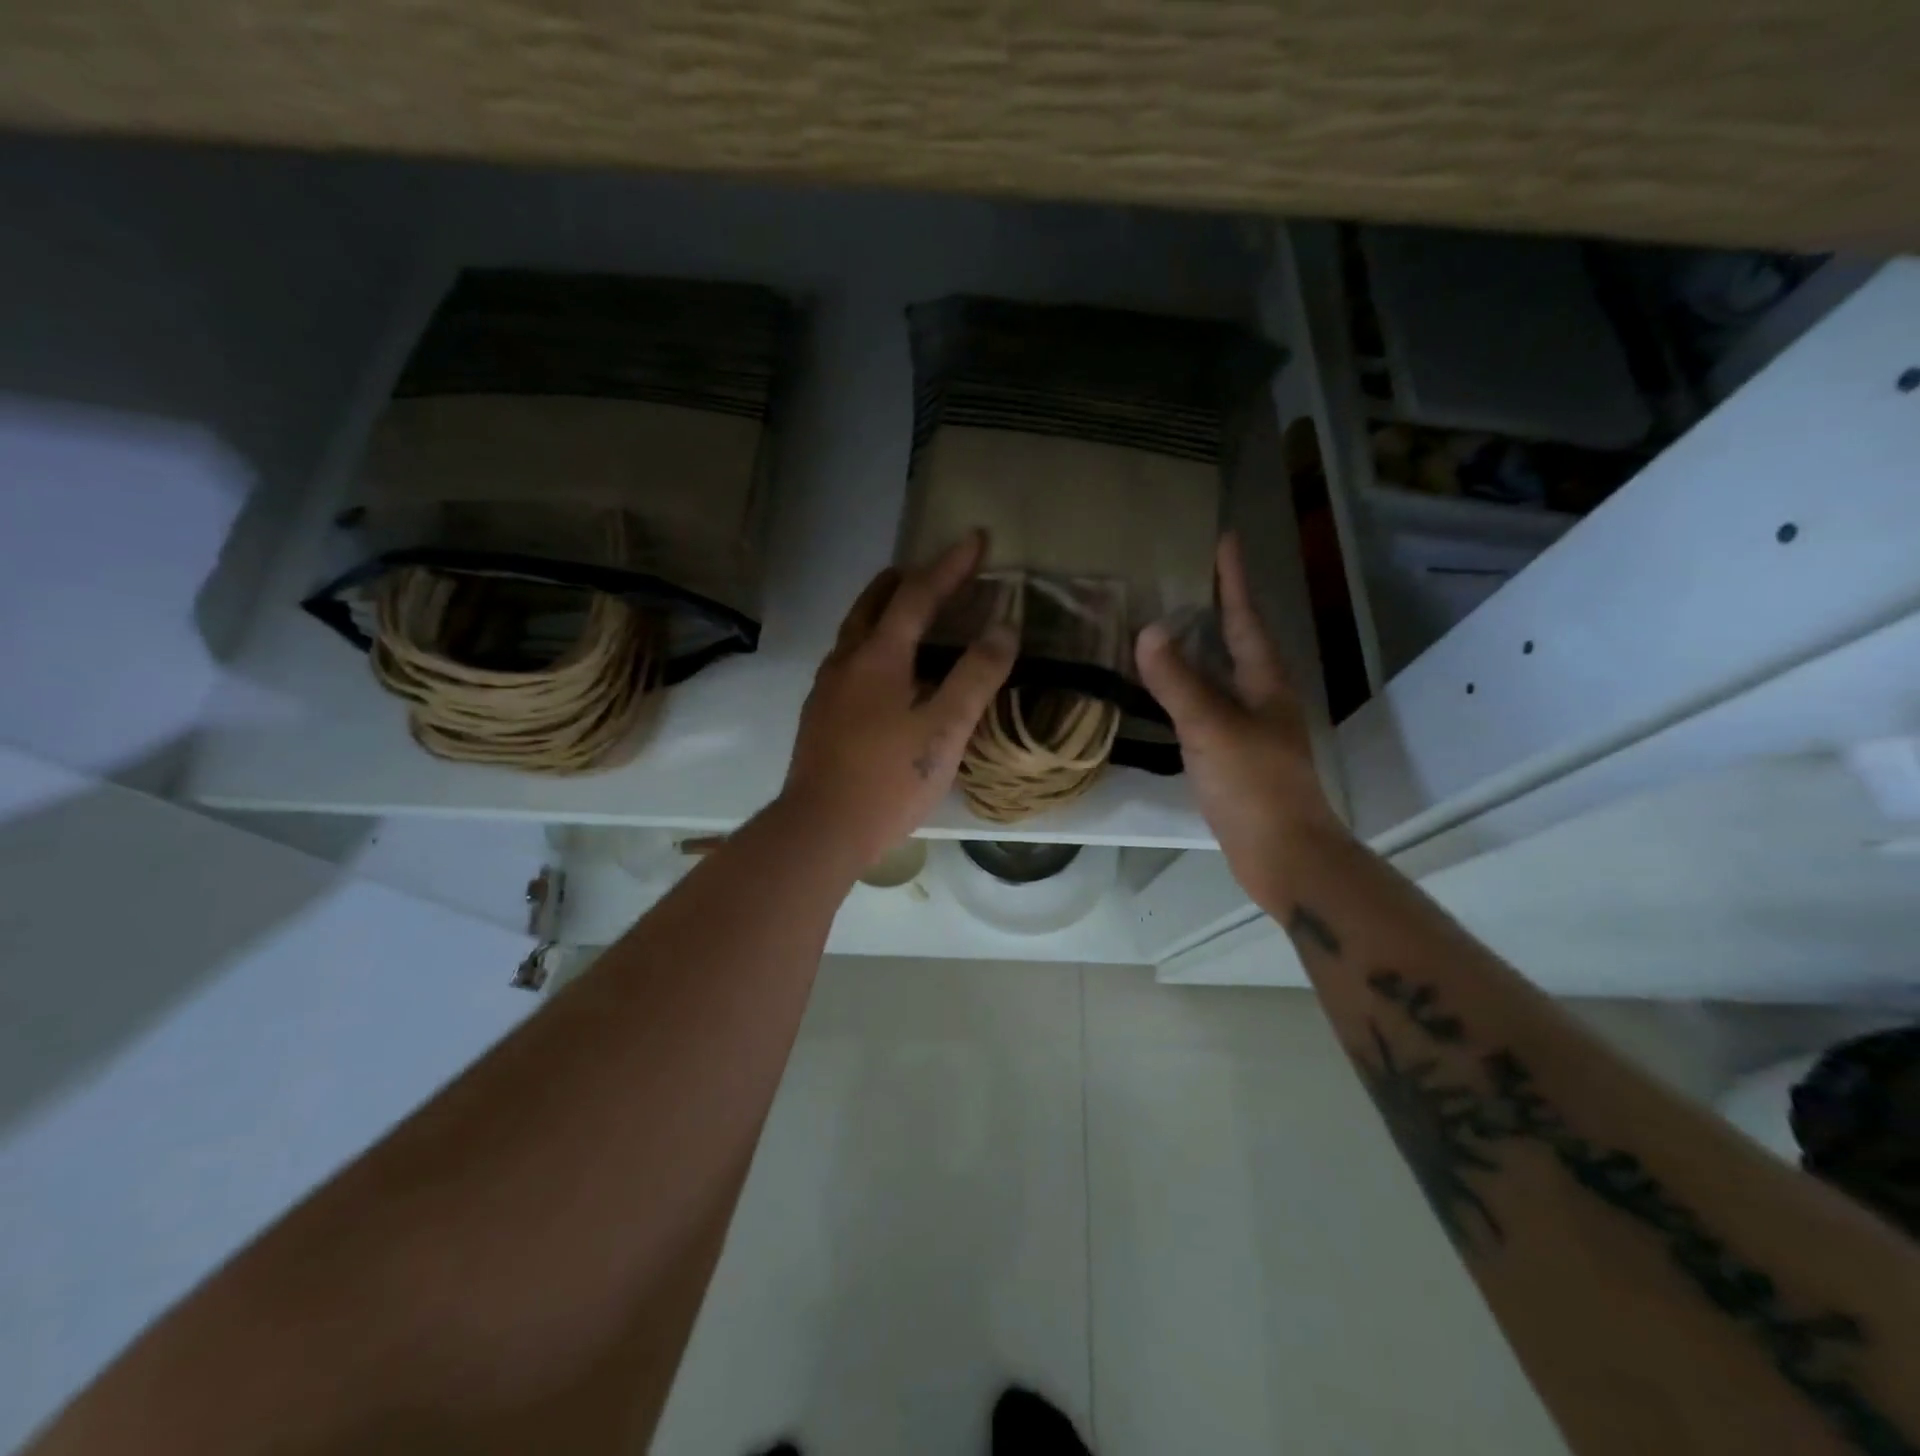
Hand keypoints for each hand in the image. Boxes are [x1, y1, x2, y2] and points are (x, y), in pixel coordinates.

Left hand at [780, 532, 1016, 870]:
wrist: (820, 829)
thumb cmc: (888, 779)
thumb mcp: (945, 729)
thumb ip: (976, 676)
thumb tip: (1004, 627)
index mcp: (878, 656)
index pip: (918, 594)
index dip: (951, 565)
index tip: (977, 538)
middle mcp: (846, 660)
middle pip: (875, 601)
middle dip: (909, 578)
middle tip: (940, 572)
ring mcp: (827, 687)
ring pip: (856, 630)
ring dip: (886, 610)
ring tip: (914, 613)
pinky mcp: (820, 714)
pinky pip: (850, 658)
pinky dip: (874, 643)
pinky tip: (888, 672)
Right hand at [1135, 534, 1347, 910]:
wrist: (1283, 854)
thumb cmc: (1255, 785)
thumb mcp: (1212, 728)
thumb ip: (1179, 682)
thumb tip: (1148, 631)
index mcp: (1266, 683)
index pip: (1246, 619)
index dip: (1233, 580)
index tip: (1224, 539)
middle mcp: (1262, 698)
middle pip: (1238, 642)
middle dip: (1216, 609)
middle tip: (1182, 579)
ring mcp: (1250, 729)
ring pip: (1221, 676)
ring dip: (1199, 650)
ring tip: (1167, 627)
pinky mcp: (1234, 757)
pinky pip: (1206, 708)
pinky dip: (1186, 690)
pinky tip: (1164, 694)